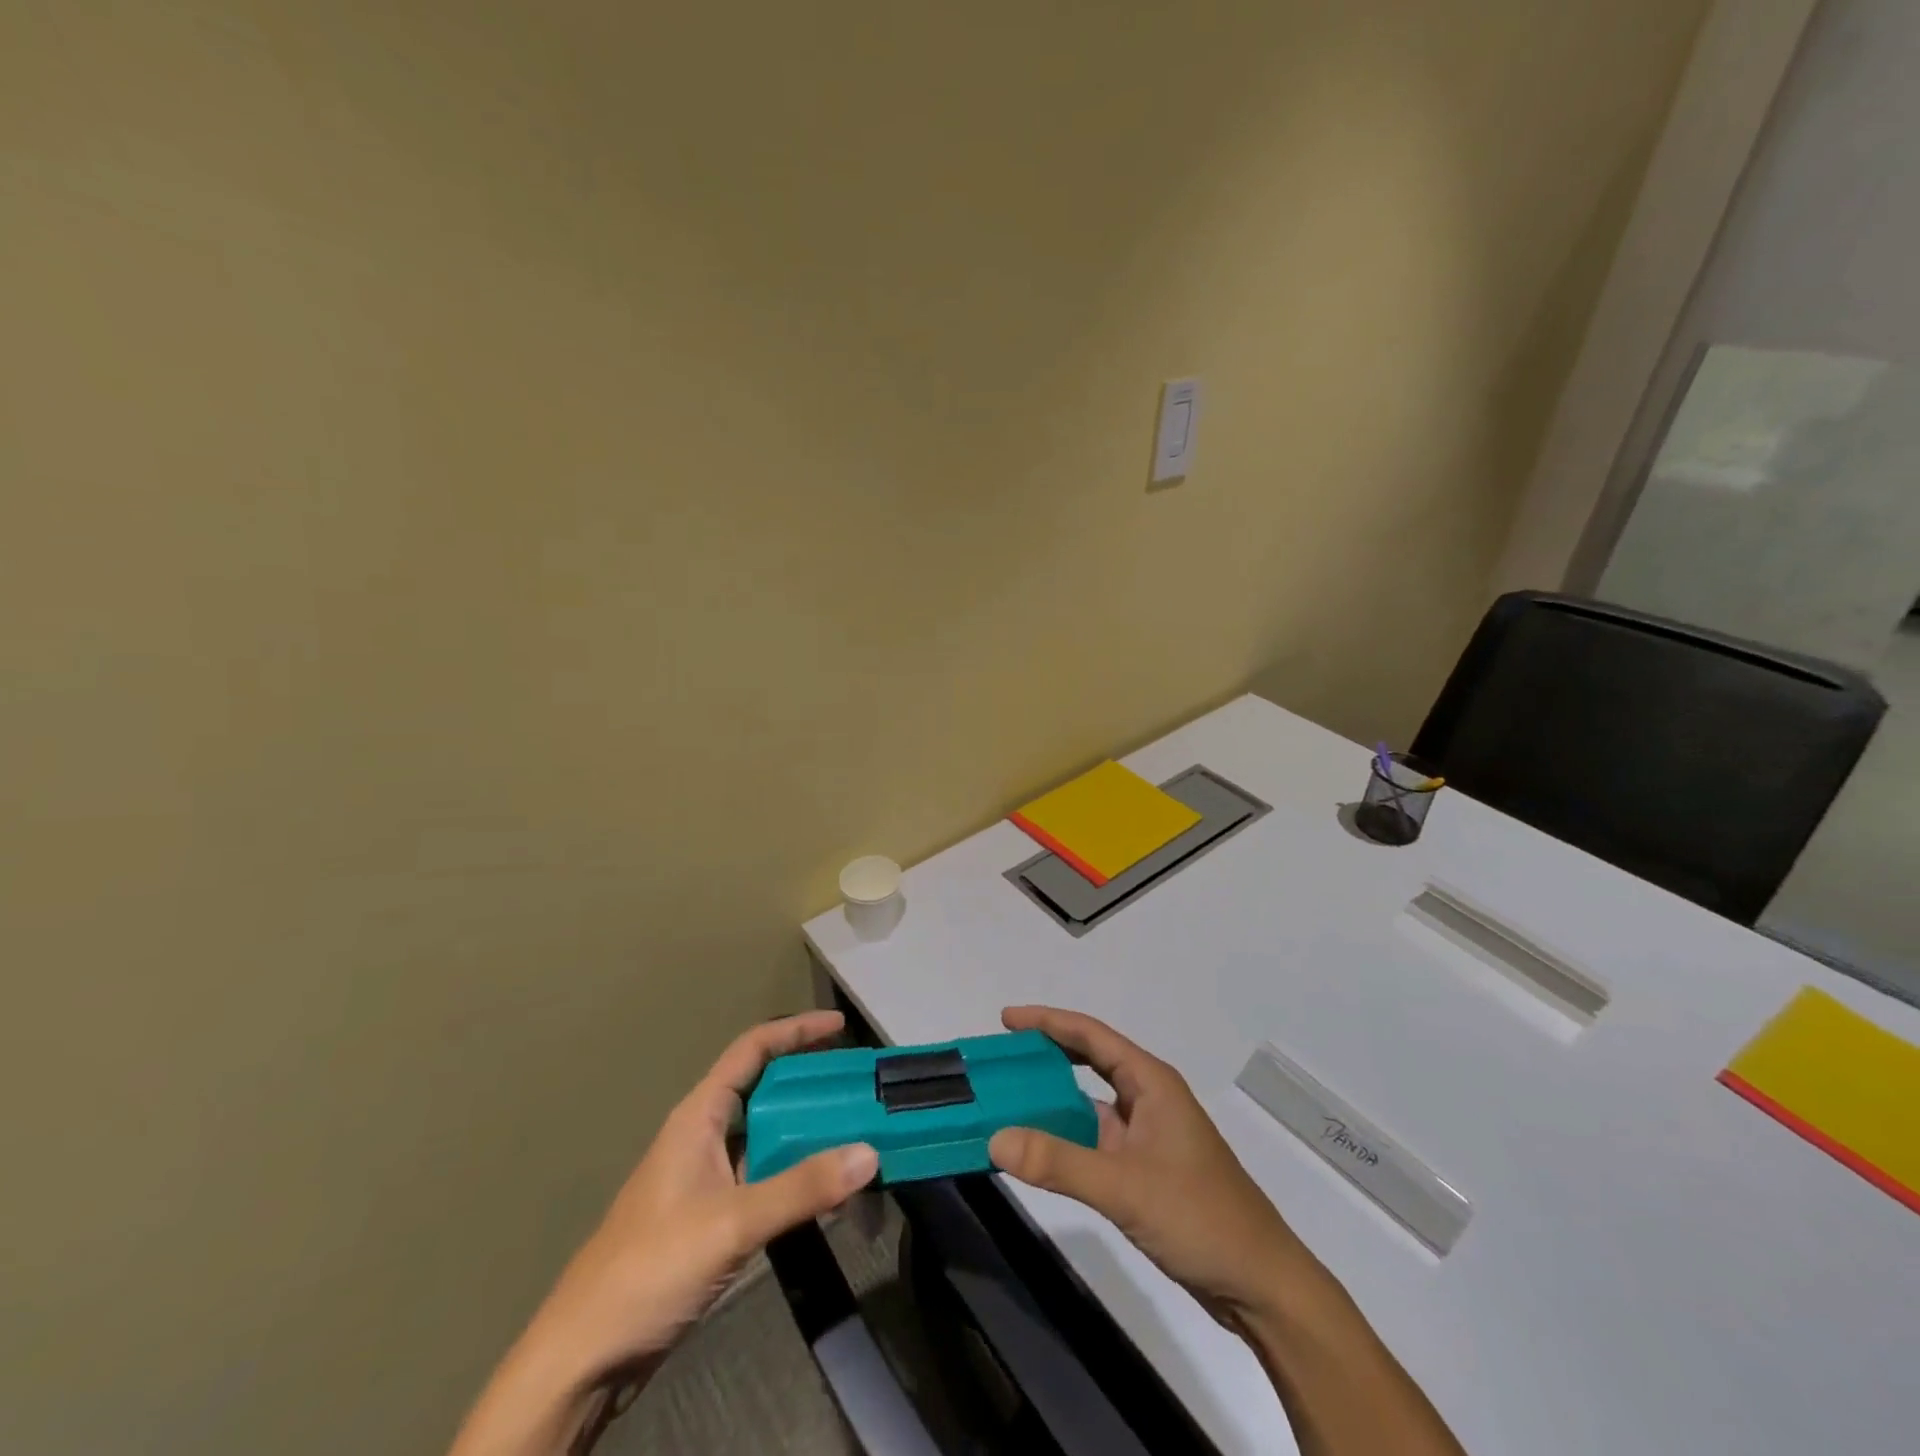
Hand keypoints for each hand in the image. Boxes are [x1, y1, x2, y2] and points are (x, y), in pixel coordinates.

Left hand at [532, 1010, 878, 1378]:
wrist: (584, 1356)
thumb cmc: (650, 1267)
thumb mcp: (732, 1223)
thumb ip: (801, 1188)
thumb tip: (870, 1153)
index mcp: (699, 1115)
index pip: (753, 1049)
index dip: (796, 1031)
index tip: (840, 1024)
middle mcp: (705, 1135)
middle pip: (765, 1089)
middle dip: (811, 1082)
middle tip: (859, 1086)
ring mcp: (707, 1177)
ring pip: (767, 1136)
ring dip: (809, 1132)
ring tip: (857, 1133)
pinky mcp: (712, 1216)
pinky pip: (765, 1177)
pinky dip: (797, 1175)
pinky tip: (829, 1192)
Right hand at [988, 1006, 1326, 1326]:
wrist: (1261, 1286)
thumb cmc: (1199, 1217)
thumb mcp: (1124, 1187)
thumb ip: (1059, 1162)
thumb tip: (995, 1139)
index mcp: (1151, 1082)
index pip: (1091, 1036)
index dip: (1048, 1022)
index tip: (1006, 1020)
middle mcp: (1148, 1099)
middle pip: (1089, 1062)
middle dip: (1046, 1055)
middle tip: (1001, 1058)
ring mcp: (1148, 1136)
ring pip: (1090, 1103)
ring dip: (1052, 1100)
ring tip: (1008, 1100)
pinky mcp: (1145, 1170)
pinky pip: (1094, 1139)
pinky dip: (1065, 1138)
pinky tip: (1038, 1149)